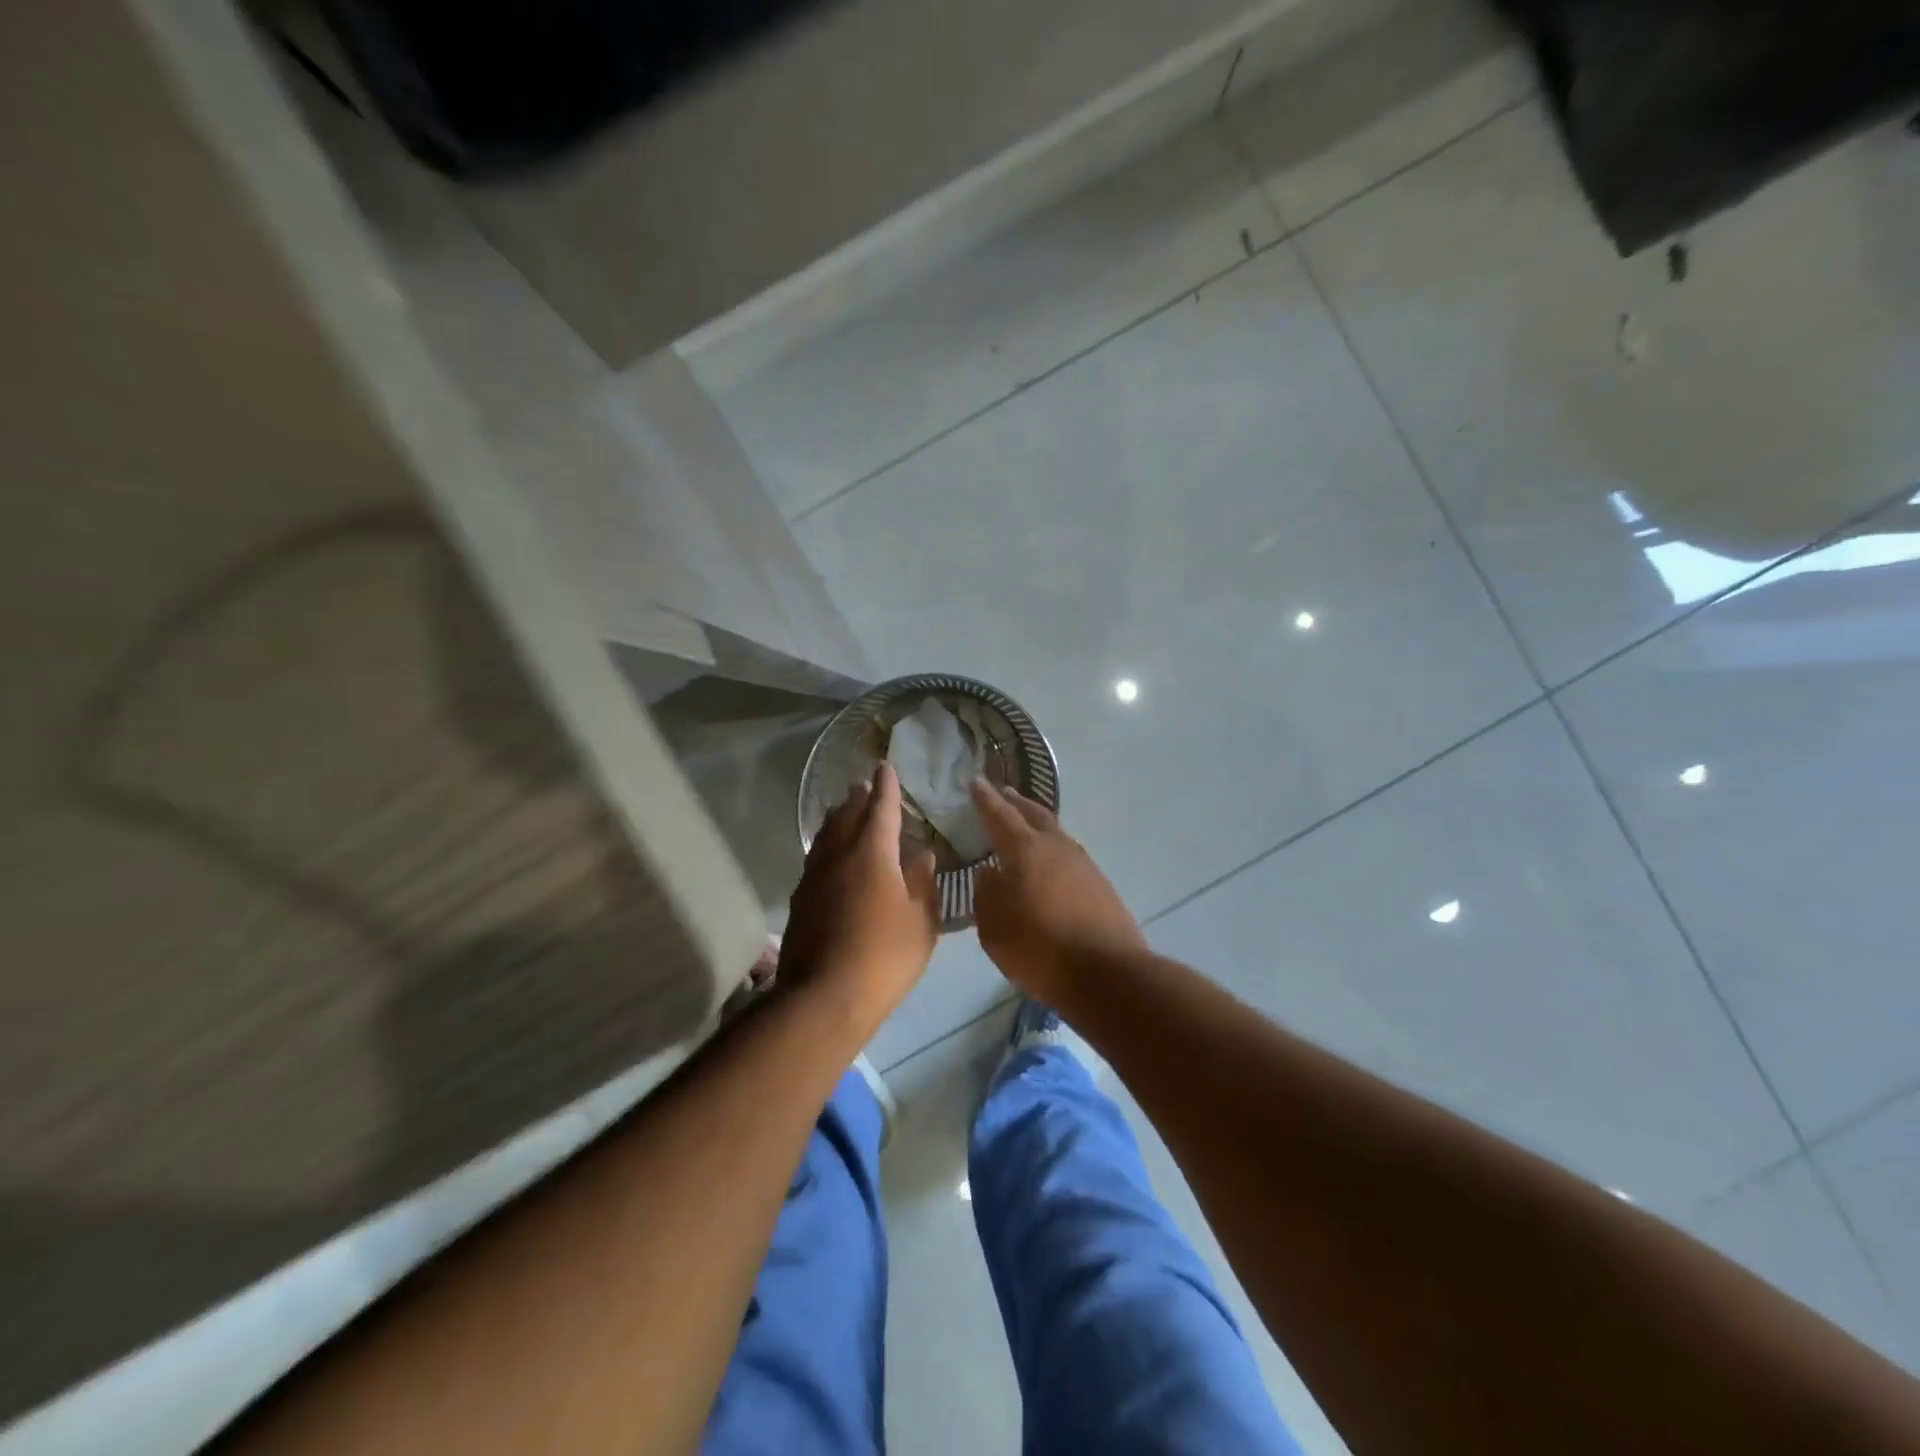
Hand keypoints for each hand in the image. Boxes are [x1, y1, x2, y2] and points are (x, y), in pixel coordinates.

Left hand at [780, 763, 938, 1036]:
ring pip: (826, 835)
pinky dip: (826, 844)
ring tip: (844, 810)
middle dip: (859, 798)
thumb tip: (921, 854)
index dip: (886, 787)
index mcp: (873, 853)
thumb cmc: (885, 956)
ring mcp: (815, 876)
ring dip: (838, 817)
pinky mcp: (801, 899)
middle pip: (847, 815)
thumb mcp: (921, 922)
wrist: (824, 997)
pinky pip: (816, 857)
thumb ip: (922, 882)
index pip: (881, 808)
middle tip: (865, 786)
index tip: (885, 767)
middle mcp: (839, 855)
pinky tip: (829, 855)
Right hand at [970, 781, 1146, 996]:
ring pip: (1055, 832)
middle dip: (1016, 801)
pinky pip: (1069, 853)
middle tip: (1003, 792)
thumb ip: (986, 894)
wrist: (1107, 973)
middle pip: (1033, 814)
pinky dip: (1053, 847)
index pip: (1000, 815)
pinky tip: (1049, 860)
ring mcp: (1083, 863)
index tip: (976, 782)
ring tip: (1025, 821)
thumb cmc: (1039, 949)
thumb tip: (989, 873)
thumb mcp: (994, 927)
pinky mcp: (1100, 883)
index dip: (986, 799)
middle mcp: (1056, 846)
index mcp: (1025, 850)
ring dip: (1037, 822)